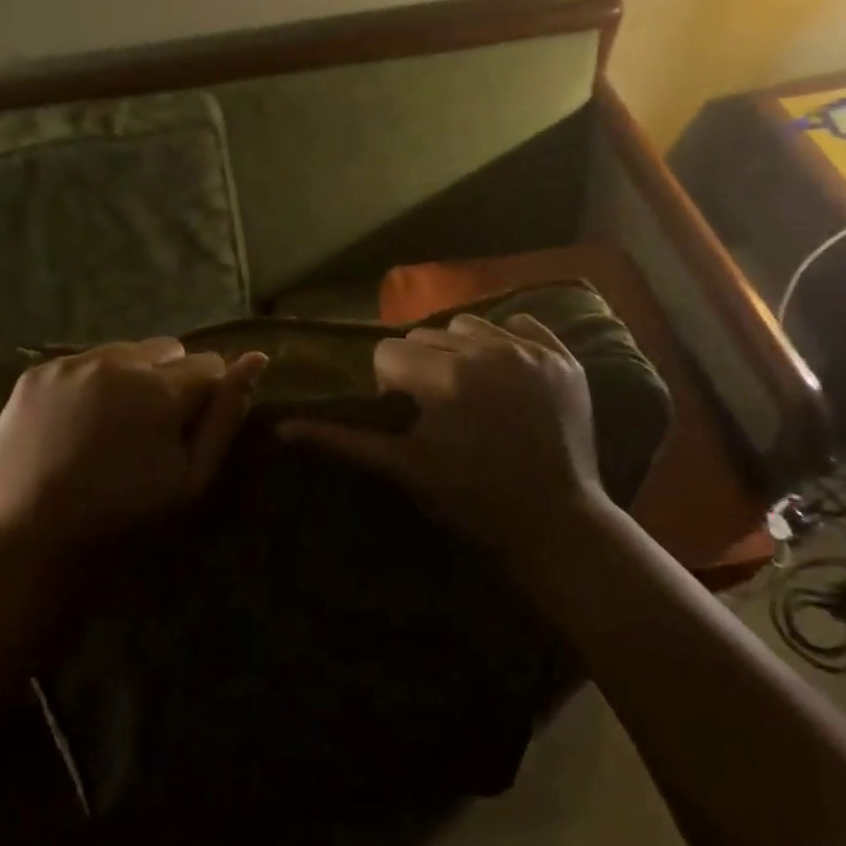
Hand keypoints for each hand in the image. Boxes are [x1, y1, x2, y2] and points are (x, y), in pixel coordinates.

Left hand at [0, 338, 268, 551]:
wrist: (35, 532)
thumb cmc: (125, 510)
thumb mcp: (193, 476)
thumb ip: (226, 415)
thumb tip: (257, 358)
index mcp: (160, 388)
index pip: (209, 365)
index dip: (206, 395)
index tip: (187, 427)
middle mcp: (117, 362)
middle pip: (168, 349)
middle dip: (169, 378)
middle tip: (150, 424)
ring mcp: (71, 363)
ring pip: (124, 351)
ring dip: (130, 376)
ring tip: (112, 421)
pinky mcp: (37, 372)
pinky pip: (82, 361)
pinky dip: (89, 382)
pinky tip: (77, 420)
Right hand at [278, 313, 601, 556]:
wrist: (555, 521)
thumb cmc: (472, 499)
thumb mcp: (403, 468)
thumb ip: (343, 440)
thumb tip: (282, 428)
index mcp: (445, 376)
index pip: (389, 352)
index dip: (390, 383)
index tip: (408, 414)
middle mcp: (487, 349)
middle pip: (426, 334)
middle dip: (421, 365)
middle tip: (438, 407)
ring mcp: (531, 350)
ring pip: (469, 324)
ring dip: (459, 349)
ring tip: (471, 389)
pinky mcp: (563, 357)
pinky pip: (520, 325)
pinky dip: (506, 343)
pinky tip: (507, 377)